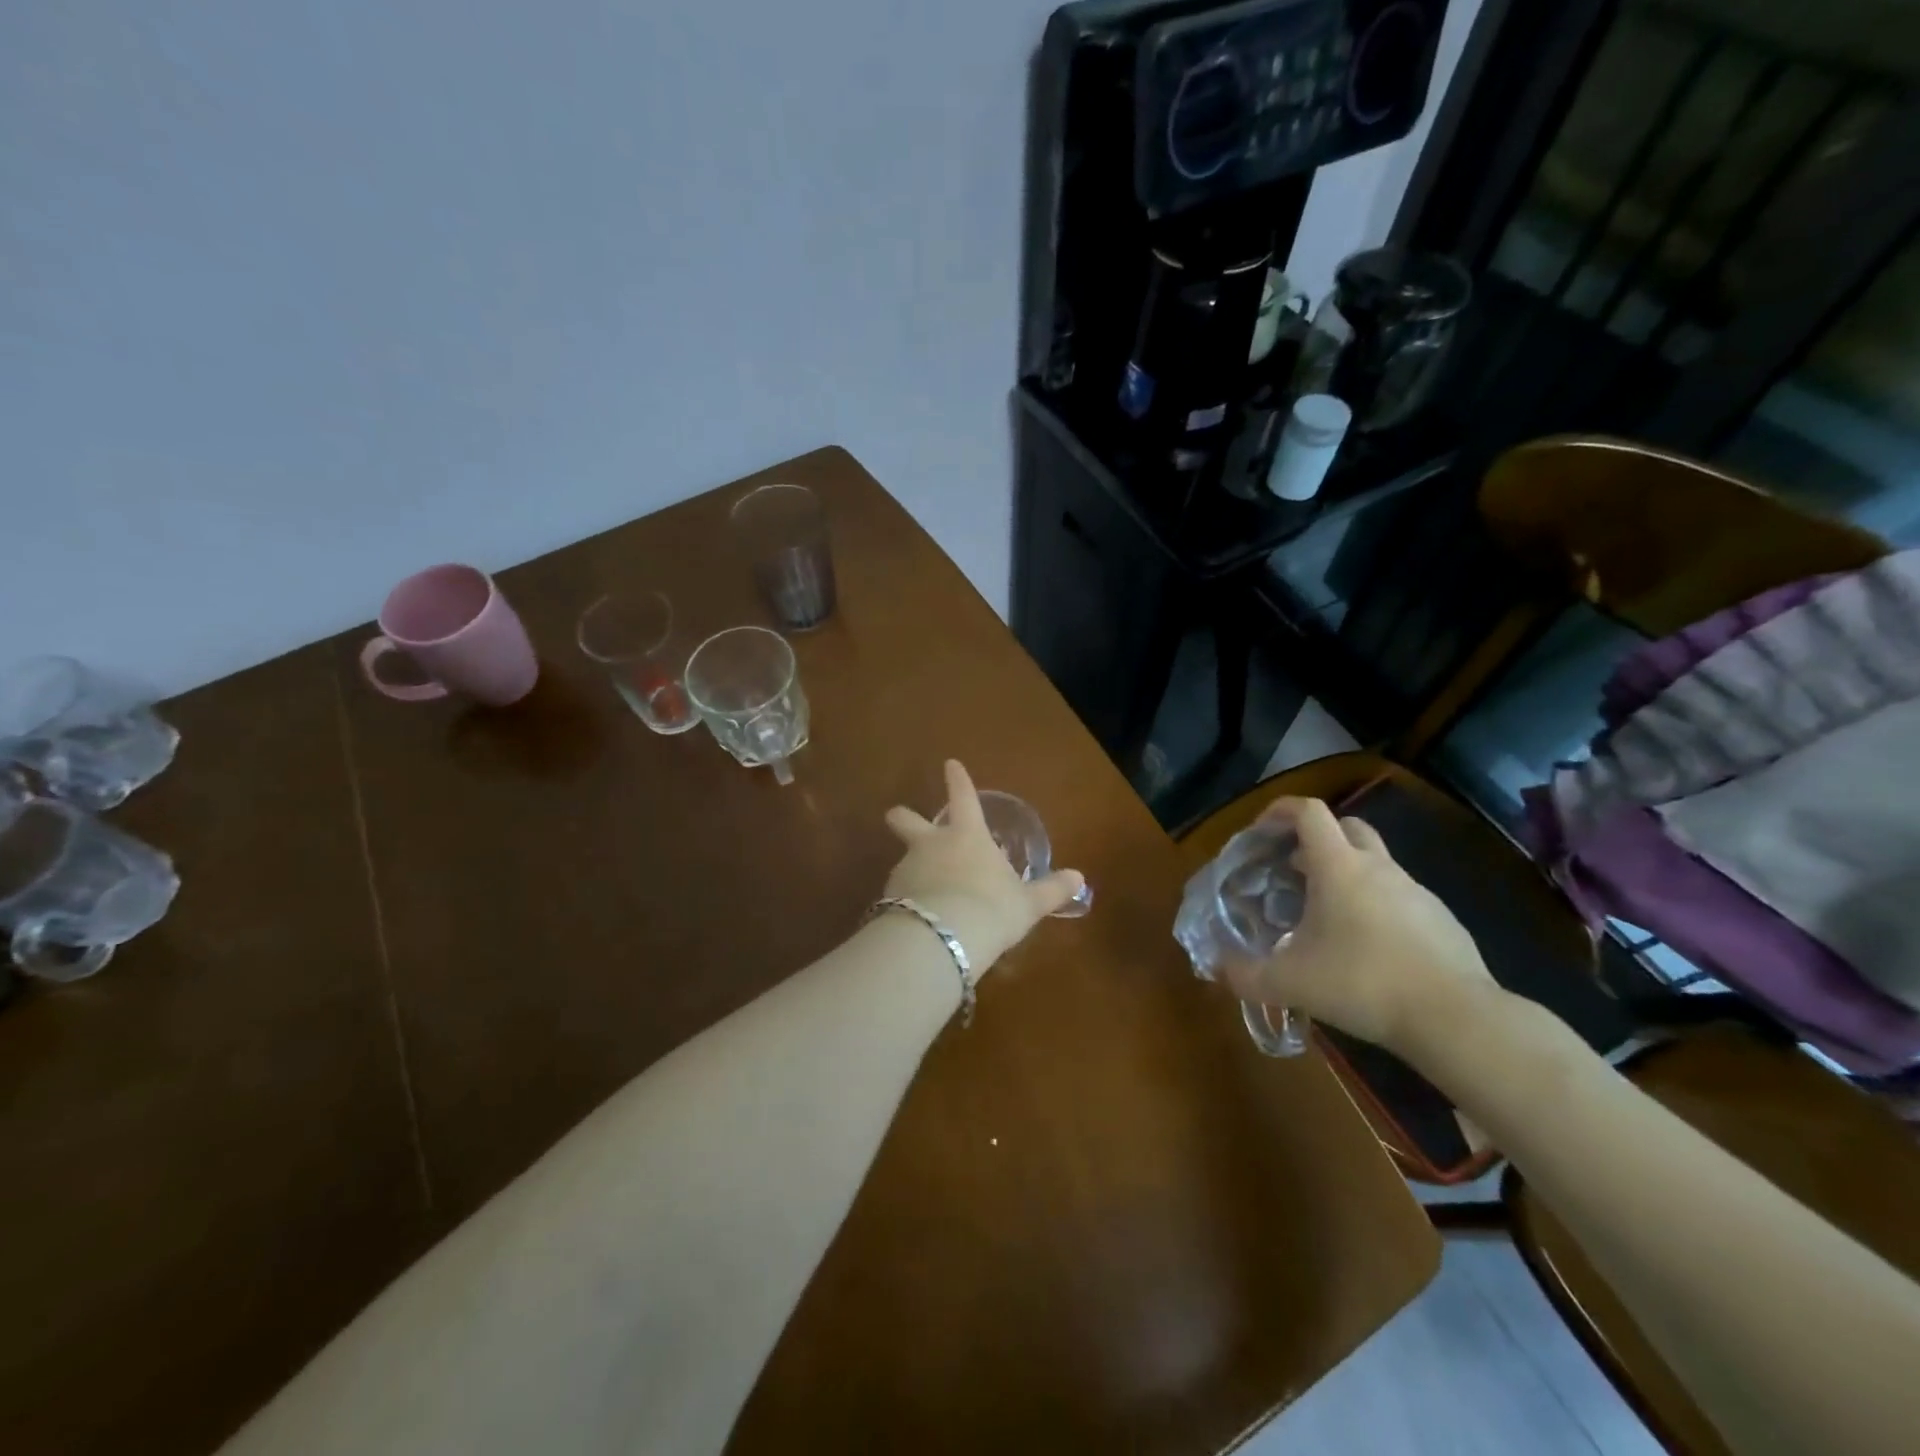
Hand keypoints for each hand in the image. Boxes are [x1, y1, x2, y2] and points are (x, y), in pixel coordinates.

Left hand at [883, 760, 1083, 974]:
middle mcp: (931, 845)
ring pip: (904, 860)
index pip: (962, 797)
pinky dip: (907, 902)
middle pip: (906, 820)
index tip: (950, 764)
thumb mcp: (1028, 903)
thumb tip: (1078, 878)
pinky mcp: (888, 898)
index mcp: (967, 835)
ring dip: (912, 870)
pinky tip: (918, 921)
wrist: (942, 940)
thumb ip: (1051, 890)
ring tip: (927, 896)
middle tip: (897, 817)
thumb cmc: (992, 909)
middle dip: (902, 817)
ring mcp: (906, 869)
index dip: (957, 779)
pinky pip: (899, 894)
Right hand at [1223, 797, 1498, 1062]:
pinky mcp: (1442, 920)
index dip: (1280, 810)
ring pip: (1375, 863)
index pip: (1308, 812)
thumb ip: (1246, 975)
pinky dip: (1377, 906)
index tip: (1260, 830)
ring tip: (1326, 915)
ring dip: (1347, 874)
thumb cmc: (1363, 983)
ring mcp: (1416, 892)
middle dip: (1317, 838)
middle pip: (1347, 827)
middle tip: (1294, 867)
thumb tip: (1218, 968)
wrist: (1456, 1018)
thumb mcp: (1290, 983)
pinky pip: (1400, 897)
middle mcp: (1378, 867)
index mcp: (1338, 867)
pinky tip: (1368, 948)